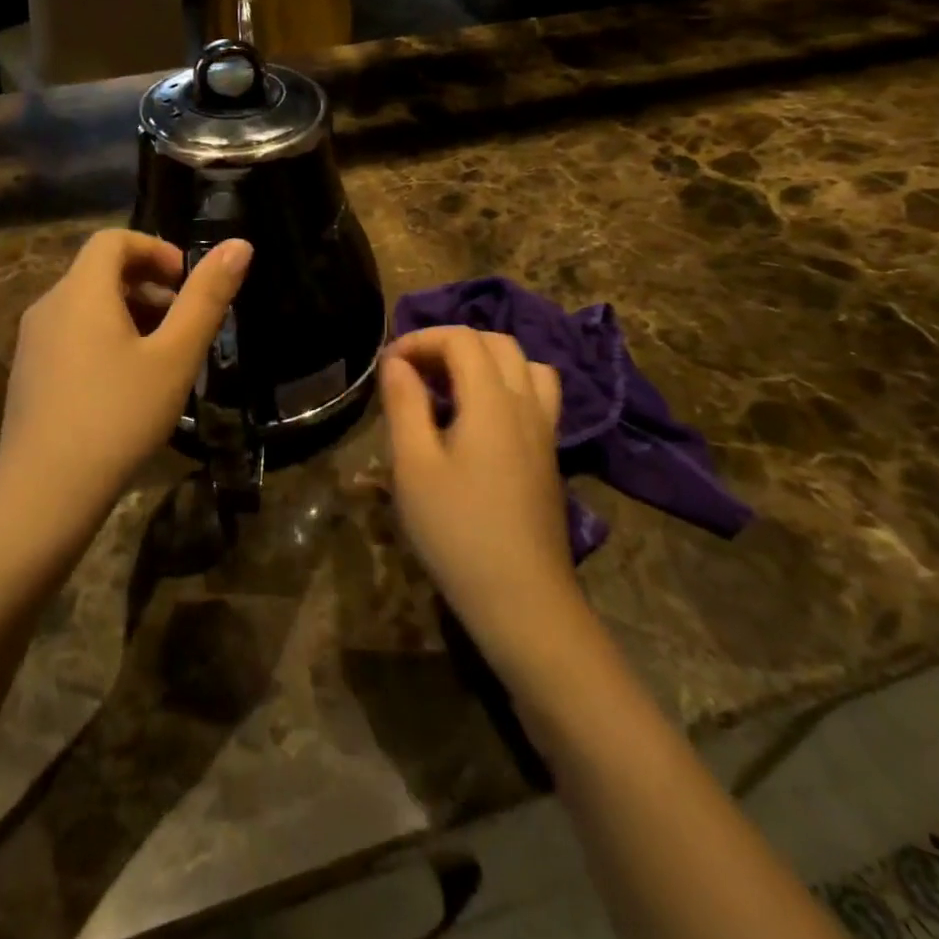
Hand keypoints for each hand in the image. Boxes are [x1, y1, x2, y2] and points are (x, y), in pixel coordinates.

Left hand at [0, 229, 251, 518]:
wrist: (44, 494)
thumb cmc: (118, 416)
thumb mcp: (175, 356)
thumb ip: (207, 298)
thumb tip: (239, 244)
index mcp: (81, 292)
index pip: (113, 239)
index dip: (156, 249)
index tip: (186, 283)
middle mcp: (48, 306)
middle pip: (99, 272)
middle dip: (148, 284)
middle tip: (183, 324)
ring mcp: (32, 342)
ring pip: (86, 306)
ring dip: (129, 313)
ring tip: (162, 357)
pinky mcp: (28, 375)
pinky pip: (71, 335)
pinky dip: (105, 338)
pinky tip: (127, 385)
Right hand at [379, 327, 581, 665]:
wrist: (522, 600)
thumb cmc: (457, 531)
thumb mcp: (414, 466)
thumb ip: (404, 404)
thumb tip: (396, 361)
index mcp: (493, 400)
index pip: (462, 339)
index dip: (421, 339)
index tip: (389, 366)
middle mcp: (526, 404)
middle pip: (497, 343)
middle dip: (451, 344)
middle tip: (415, 372)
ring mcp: (545, 430)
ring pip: (525, 366)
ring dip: (486, 361)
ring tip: (451, 387)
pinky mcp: (549, 455)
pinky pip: (536, 396)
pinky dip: (508, 385)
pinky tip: (481, 420)